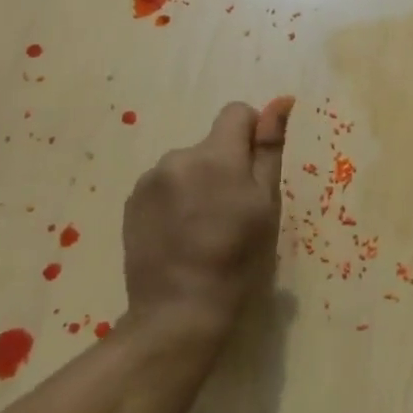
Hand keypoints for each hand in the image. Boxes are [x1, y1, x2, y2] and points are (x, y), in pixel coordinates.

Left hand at [121, 97, 292, 346]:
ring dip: (198, 183)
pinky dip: (175, 200)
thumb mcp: (266, 204)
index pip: (237, 113)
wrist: (179, 310)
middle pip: (211, 143)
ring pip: (187, 165)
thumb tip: (281, 101)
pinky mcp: (131, 202)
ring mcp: (149, 180)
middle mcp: (178, 156)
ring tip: (204, 228)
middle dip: (225, 165)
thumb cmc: (239, 259)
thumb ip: (270, 148)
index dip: (252, 135)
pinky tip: (180, 235)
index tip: (254, 174)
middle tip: (233, 212)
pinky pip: (164, 185)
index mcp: (216, 155)